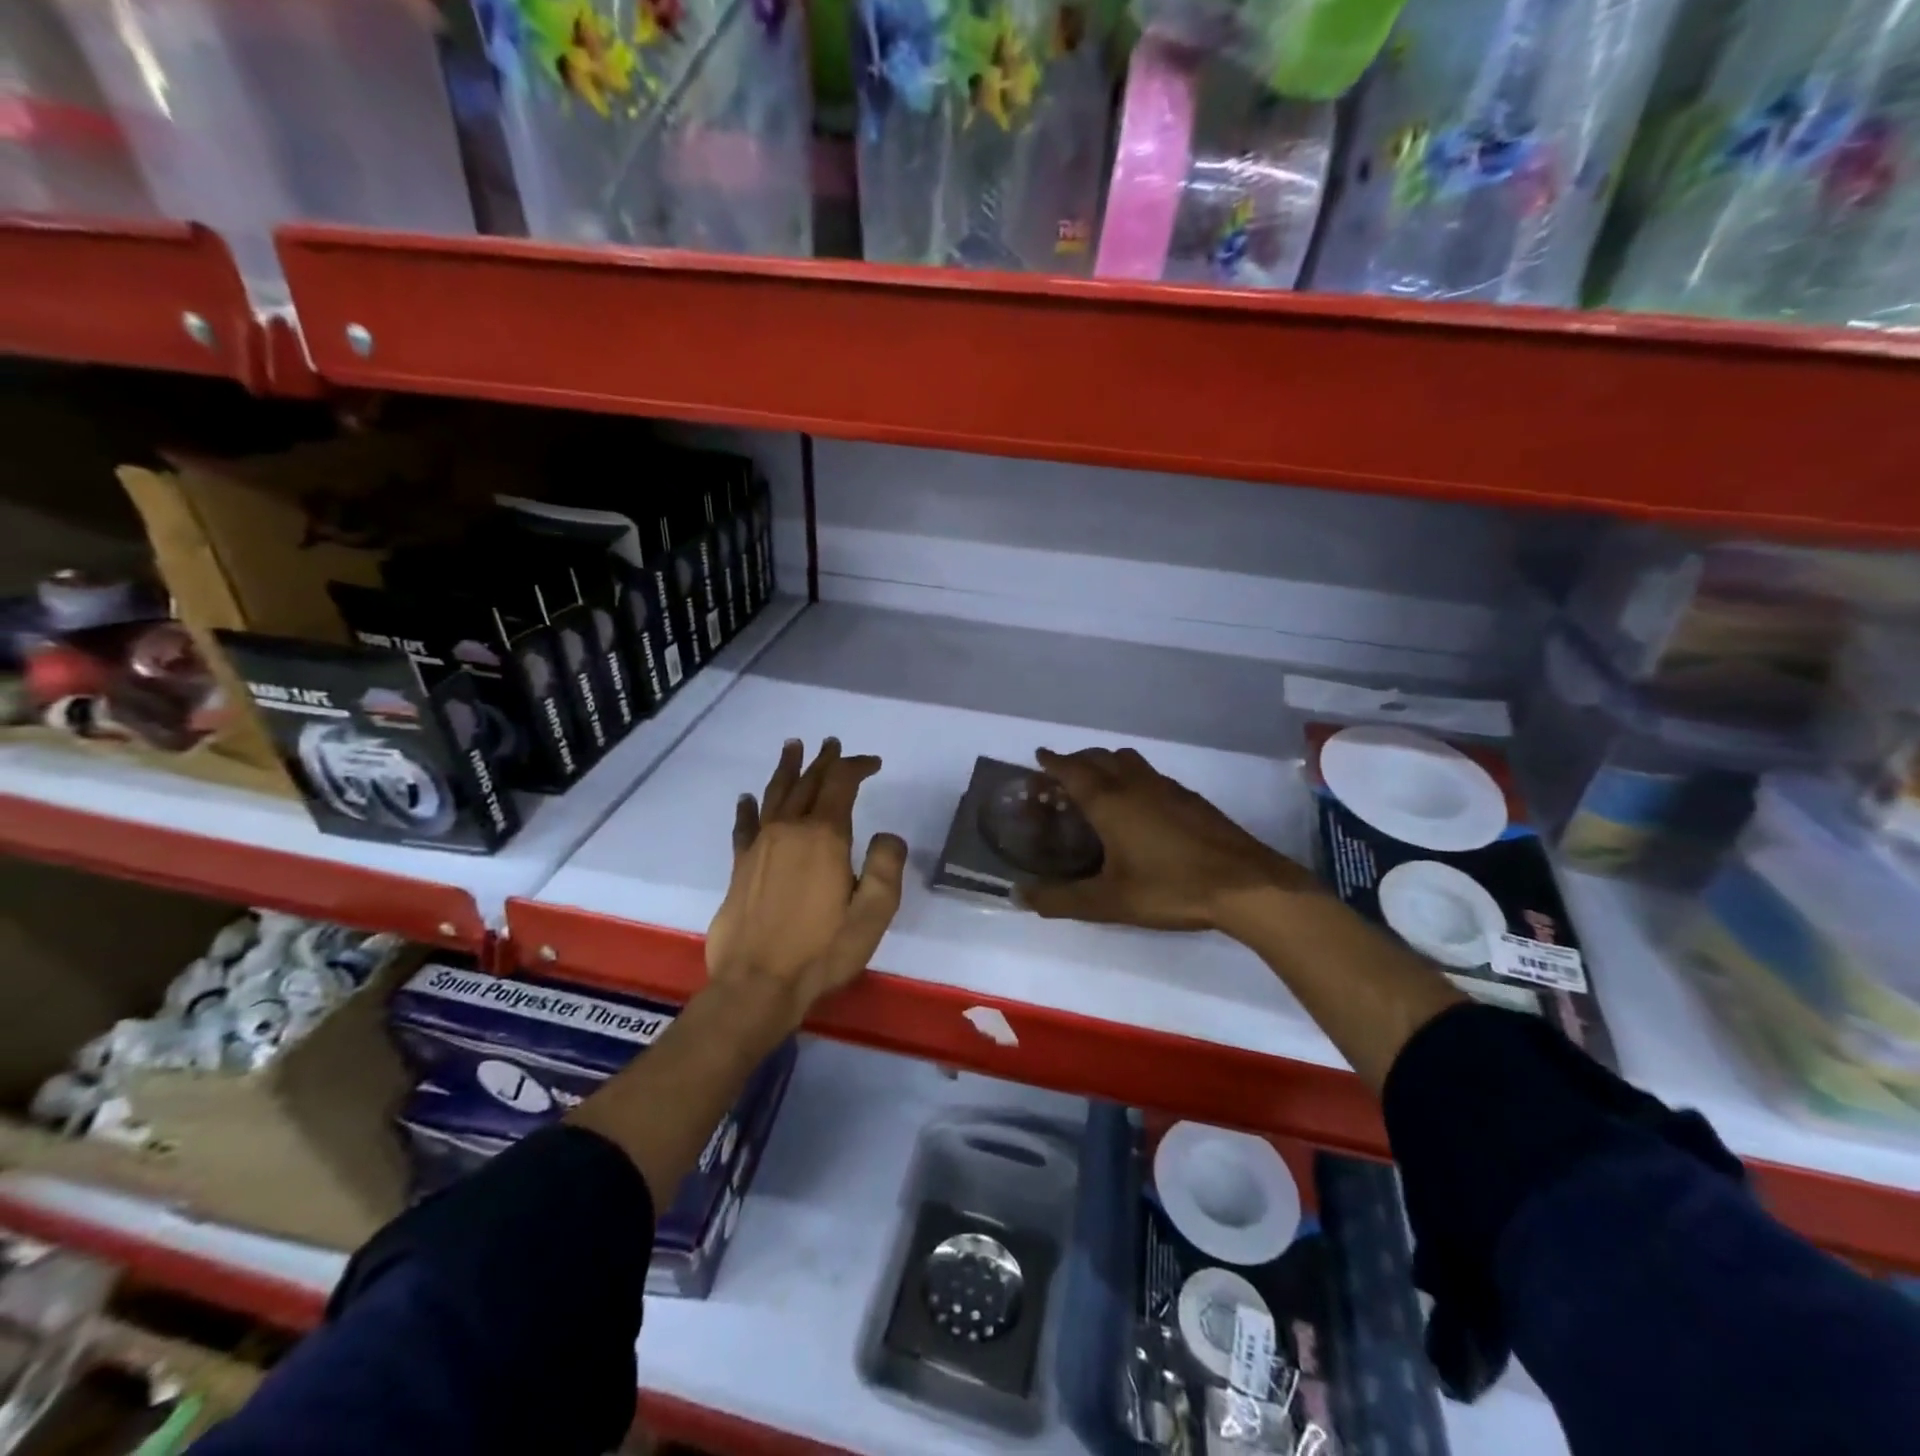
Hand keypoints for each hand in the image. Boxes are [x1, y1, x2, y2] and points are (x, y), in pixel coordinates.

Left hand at [705, 738, 906, 1019]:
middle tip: (831, 743)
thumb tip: (887, 835)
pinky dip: (748, 807)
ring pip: (775, 794)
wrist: (757, 984)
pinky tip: (748, 798)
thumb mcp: (873, 913)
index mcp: (824, 836)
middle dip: (823, 761)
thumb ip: (886, 867)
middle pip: (807, 783)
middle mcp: (789, 830)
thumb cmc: (822, 950)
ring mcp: (760, 846)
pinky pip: (745, 825)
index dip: (857, 766)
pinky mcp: (740, 866)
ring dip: (787, 769)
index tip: (872, 763)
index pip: (840, 784)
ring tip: (793, 747)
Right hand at [1018, 747, 1316, 931]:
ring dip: (1107, 763)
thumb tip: (1018, 897)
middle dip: (1078, 759)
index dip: (1053, 761)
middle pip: (1100, 757)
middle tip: (1063, 774)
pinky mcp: (1192, 799)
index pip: (1073, 770)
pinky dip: (1133, 777)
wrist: (1245, 885)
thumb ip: (1061, 900)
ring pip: (1129, 761)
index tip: (1039, 756)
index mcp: (1110, 802)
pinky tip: (1140, 805)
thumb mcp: (1108, 902)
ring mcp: (1168, 788)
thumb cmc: (1170, 888)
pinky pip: (1151, 775)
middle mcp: (1136, 785)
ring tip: (1099, 784)